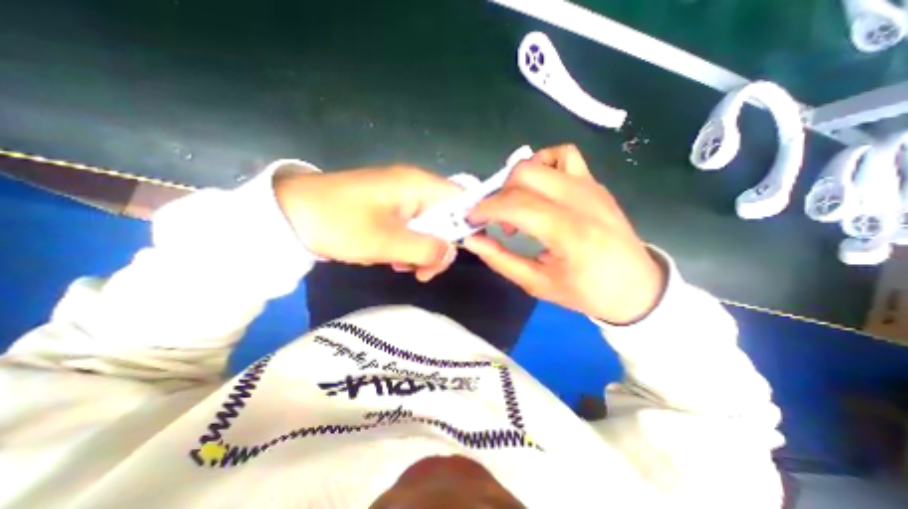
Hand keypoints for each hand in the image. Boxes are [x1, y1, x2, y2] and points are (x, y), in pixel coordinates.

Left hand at [274, 166, 461, 282]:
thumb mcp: (387, 242)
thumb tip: (451, 253)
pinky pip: (409, 228)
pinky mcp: (387, 208)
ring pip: (427, 226)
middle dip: (438, 247)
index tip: (463, 253)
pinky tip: (389, 257)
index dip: (469, 225)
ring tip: (399, 266)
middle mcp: (414, 187)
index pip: (462, 200)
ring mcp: (400, 197)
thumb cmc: (339, 223)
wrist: (288, 214)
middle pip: (446, 217)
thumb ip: (426, 249)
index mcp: (418, 185)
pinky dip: (405, 246)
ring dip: (419, 250)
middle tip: (421, 272)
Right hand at [462, 144, 665, 322]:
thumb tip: (472, 239)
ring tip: (518, 205)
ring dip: (517, 180)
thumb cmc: (587, 292)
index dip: (485, 209)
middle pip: (524, 175)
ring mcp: (590, 186)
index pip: (515, 205)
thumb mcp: (537, 284)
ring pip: (540, 161)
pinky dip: (543, 164)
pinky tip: (540, 188)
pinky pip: (564, 155)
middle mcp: (580, 200)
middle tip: (497, 220)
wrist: (636, 286)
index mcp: (569, 232)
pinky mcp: (594, 183)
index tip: (471, 220)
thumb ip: (500, 260)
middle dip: (499, 194)